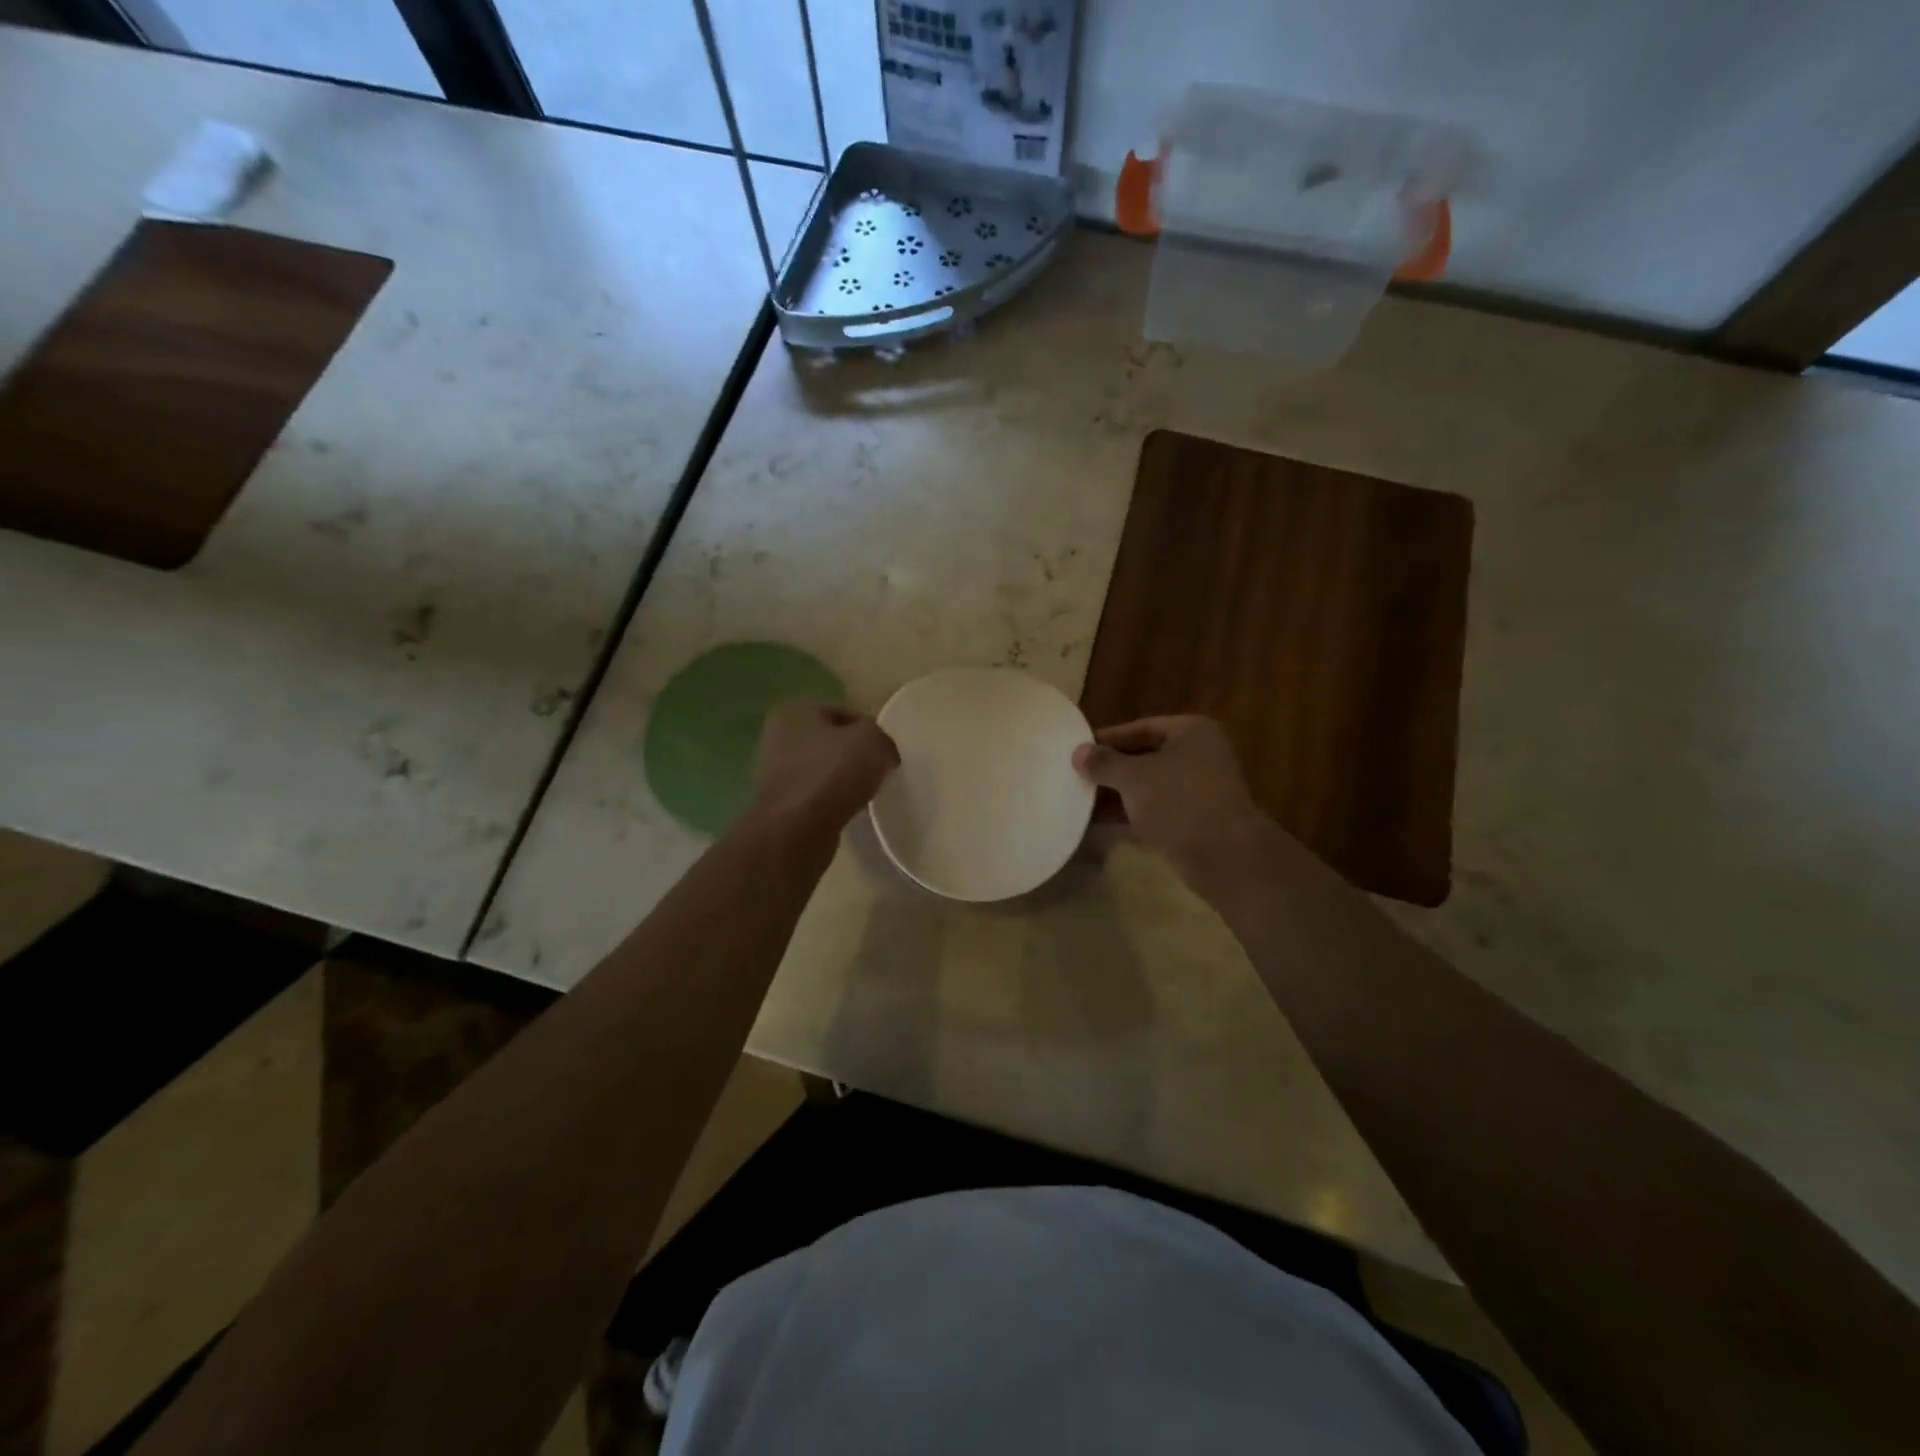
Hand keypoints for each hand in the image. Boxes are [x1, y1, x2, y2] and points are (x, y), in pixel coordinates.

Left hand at [751, 702, 898, 836]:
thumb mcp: (872, 742)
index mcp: (795, 711)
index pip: (844, 712)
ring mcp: (775, 772)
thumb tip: (882, 753)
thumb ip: (882, 738)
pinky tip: (847, 811)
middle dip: (855, 755)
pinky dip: (831, 801)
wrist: (796, 830)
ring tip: (865, 793)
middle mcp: (778, 736)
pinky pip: (815, 795)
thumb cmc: (832, 774)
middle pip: (831, 741)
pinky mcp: (779, 804)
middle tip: (878, 771)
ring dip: (843, 779)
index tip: (885, 751)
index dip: (870, 730)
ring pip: (823, 769)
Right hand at [1073, 716, 1268, 886]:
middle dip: (1111, 769)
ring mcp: (1201, 789)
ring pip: (1150, 785)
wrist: (1224, 856)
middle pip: (1146, 756)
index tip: (1078, 751)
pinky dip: (1131, 812)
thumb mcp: (1134, 778)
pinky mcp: (1197, 820)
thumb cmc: (1178, 802)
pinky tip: (1101, 822)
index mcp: (1191, 732)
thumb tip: (1078, 752)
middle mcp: (1200, 755)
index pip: (1141, 728)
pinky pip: (1157, 809)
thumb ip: (1104, 763)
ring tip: (1081, 800)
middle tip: (1076, 776)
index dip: (1108, 739)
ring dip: (1118, 794)